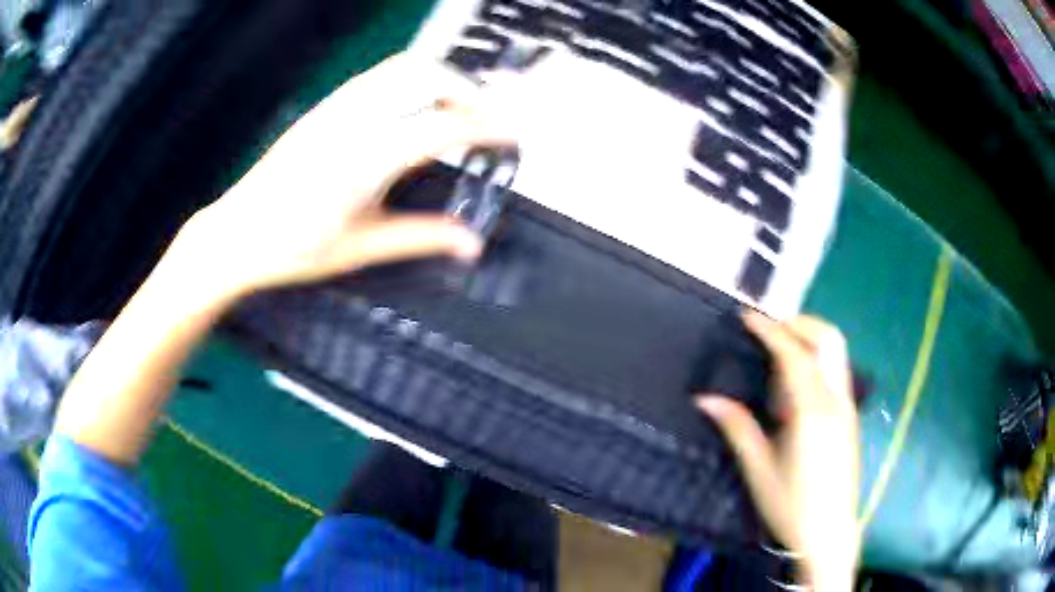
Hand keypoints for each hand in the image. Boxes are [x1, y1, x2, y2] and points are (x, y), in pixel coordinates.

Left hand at [168, 52, 512, 303]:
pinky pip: (381, 75)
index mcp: (364, 159)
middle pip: (427, 76)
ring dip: (443, 78)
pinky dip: (414, 80)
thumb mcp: (361, 247)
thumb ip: (421, 237)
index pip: (443, 126)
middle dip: (471, 91)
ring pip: (404, 67)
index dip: (489, 127)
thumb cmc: (290, 247)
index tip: (516, 135)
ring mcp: (336, 107)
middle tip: (489, 122)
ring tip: (460, 109)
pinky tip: (418, 105)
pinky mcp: (326, 106)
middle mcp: (352, 121)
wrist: (236, 234)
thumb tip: (470, 242)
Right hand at [697, 312, 859, 590]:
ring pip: (836, 352)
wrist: (829, 532)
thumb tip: (705, 399)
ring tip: (779, 350)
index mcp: (812, 410)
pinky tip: (794, 385)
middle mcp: (836, 399)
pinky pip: (836, 371)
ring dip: (809, 338)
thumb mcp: (759, 469)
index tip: (747, 316)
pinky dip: (816, 359)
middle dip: (798, 323)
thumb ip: (737, 427)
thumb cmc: (790, 505)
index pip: (793, 354)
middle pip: (828, 338)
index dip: (770, 330)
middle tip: (767, 328)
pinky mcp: (850, 415)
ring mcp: (847, 406)